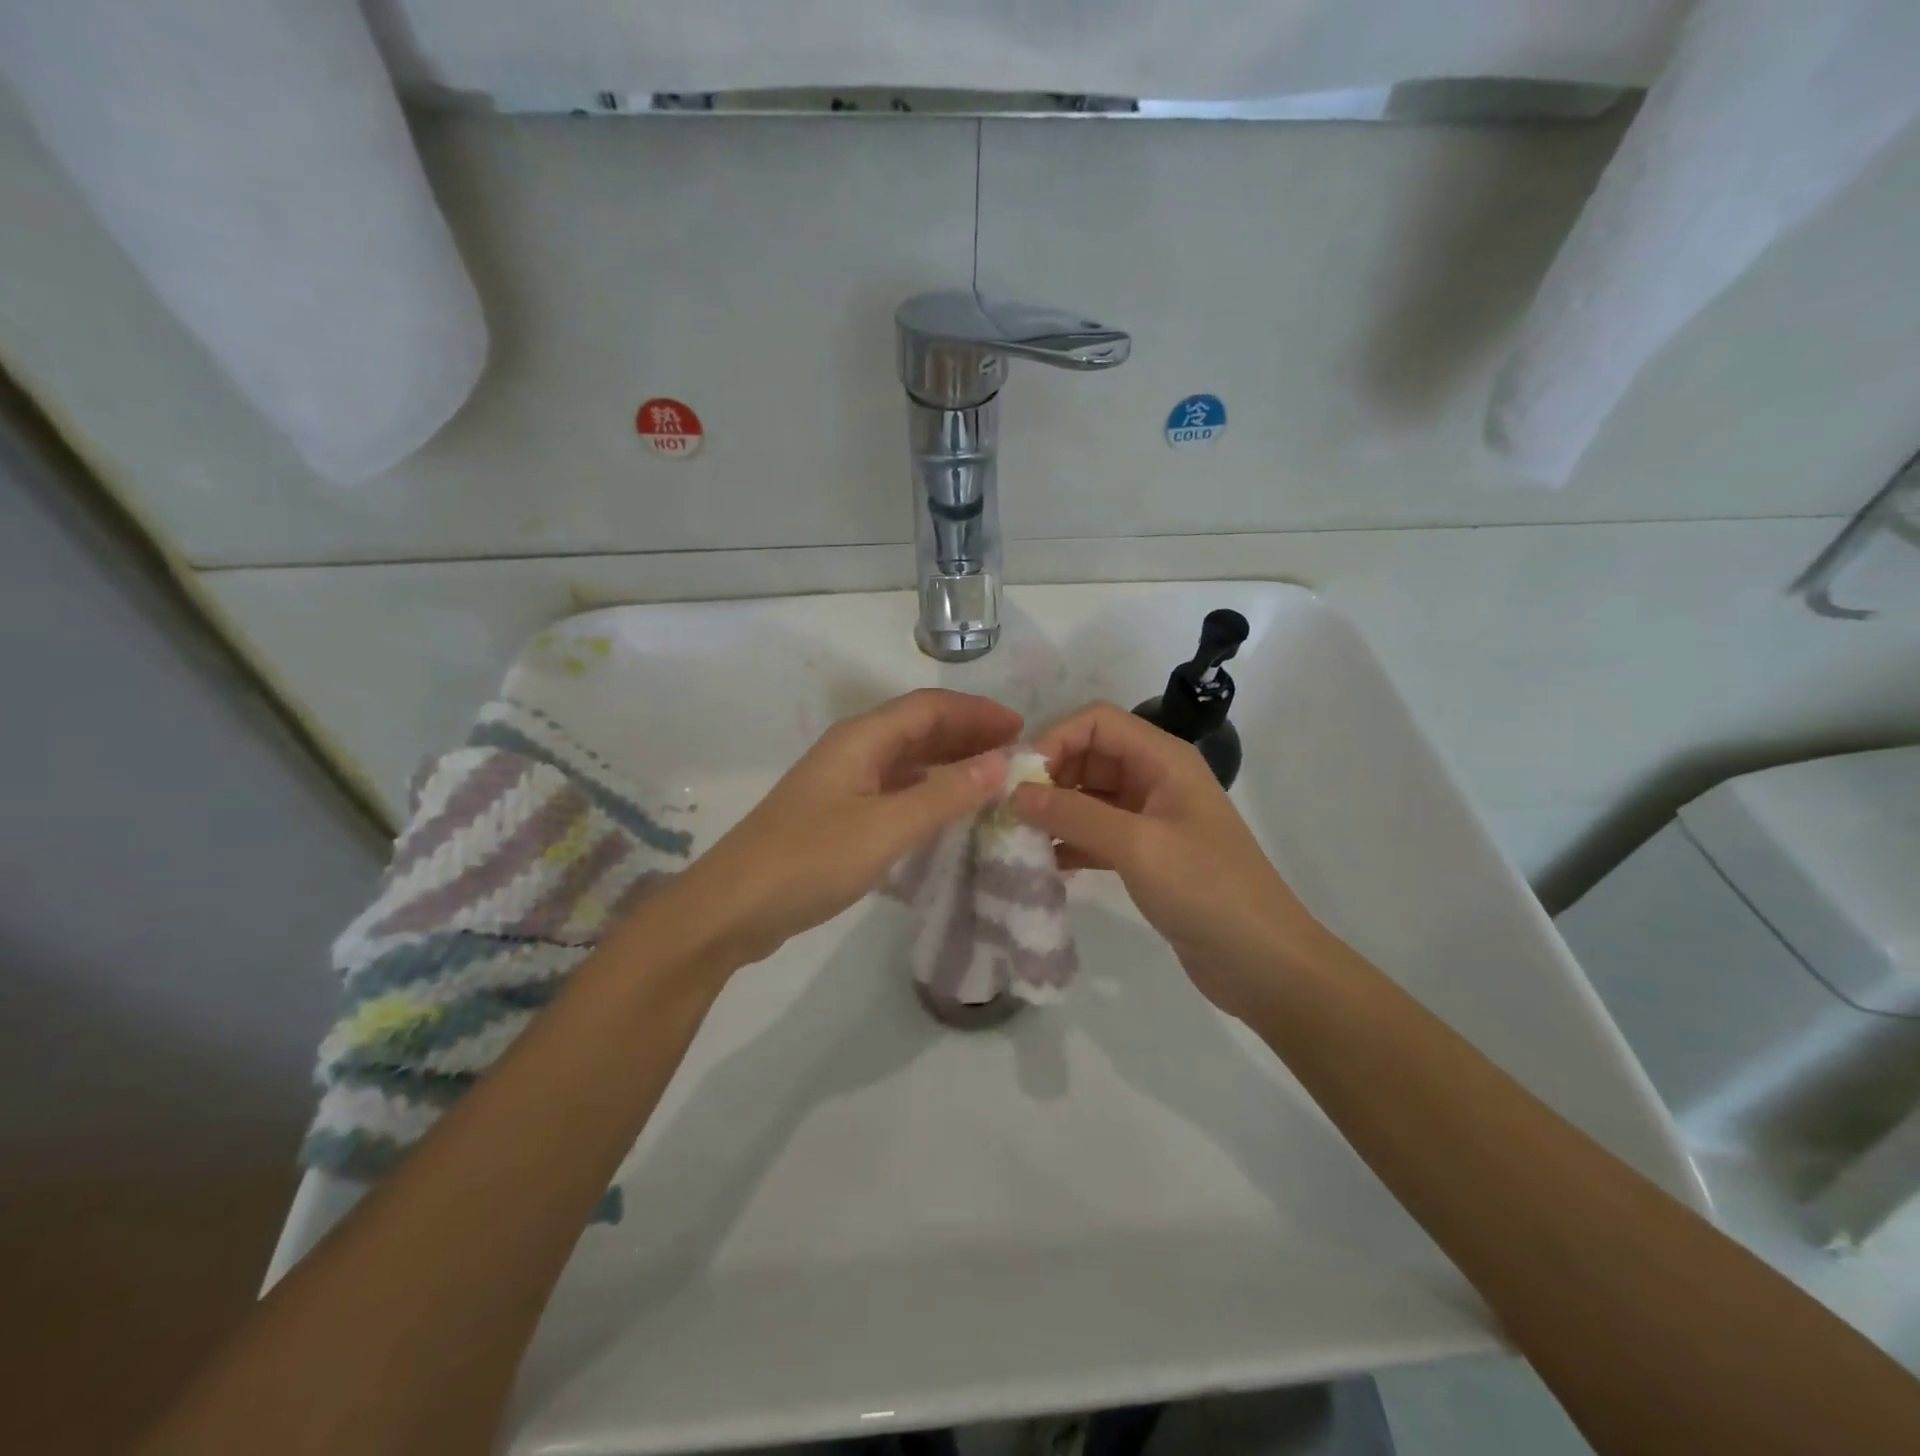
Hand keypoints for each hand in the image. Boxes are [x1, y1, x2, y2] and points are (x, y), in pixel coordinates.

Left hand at [666, 689, 1019, 967]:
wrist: (732, 908)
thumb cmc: (810, 860)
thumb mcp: (886, 828)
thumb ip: (945, 795)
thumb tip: (1001, 763)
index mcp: (861, 738)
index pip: (929, 707)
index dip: (977, 712)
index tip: (1022, 728)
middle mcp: (852, 750)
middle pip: (918, 728)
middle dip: (967, 735)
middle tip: (1015, 755)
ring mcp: (842, 783)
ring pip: (906, 760)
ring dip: (949, 764)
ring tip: (992, 781)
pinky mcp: (837, 815)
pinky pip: (894, 790)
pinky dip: (927, 793)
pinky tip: (948, 813)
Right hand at [1012, 702, 1328, 1018]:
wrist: (1263, 963)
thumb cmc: (1206, 890)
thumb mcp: (1138, 846)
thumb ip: (1074, 815)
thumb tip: (1016, 794)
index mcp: (1163, 759)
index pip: (1097, 721)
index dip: (1055, 738)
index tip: (1019, 779)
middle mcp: (1156, 778)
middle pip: (1090, 756)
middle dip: (1049, 777)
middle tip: (1010, 812)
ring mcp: (1151, 817)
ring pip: (1089, 796)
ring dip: (1054, 812)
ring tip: (1017, 838)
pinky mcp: (1146, 854)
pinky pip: (1096, 833)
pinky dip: (1070, 842)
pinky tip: (1044, 864)